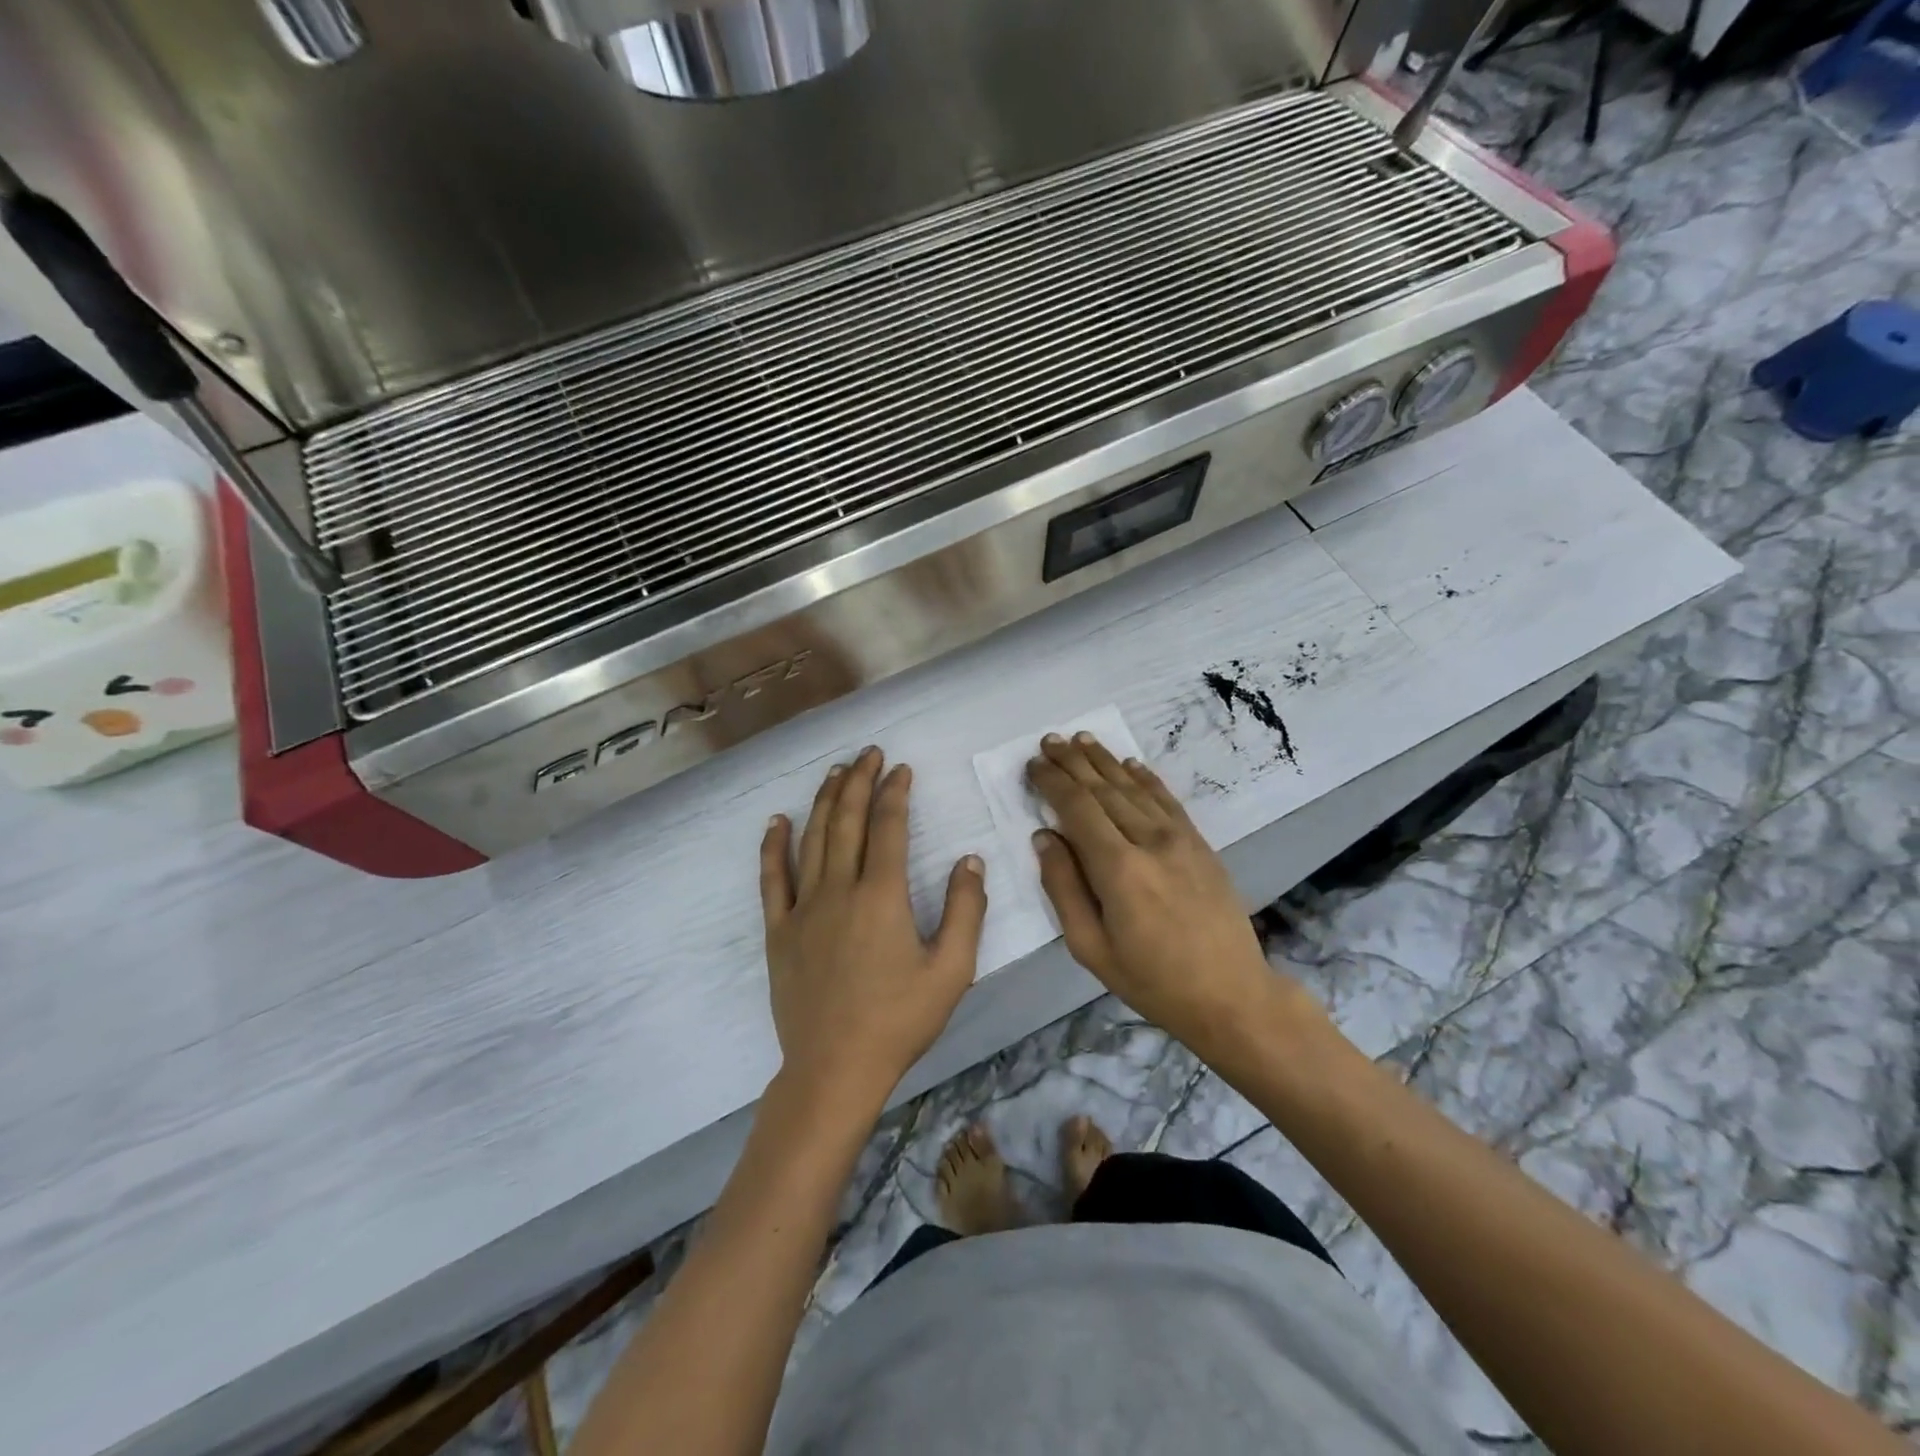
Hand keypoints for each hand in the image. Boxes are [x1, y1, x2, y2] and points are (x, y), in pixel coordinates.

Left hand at [760, 746, 987, 1116]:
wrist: (834, 1068)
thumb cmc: (899, 1021)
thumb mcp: (951, 971)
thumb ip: (965, 910)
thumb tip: (970, 859)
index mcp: (882, 895)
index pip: (888, 827)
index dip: (895, 792)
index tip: (902, 769)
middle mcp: (839, 889)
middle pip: (848, 820)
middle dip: (860, 781)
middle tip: (869, 754)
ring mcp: (803, 908)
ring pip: (813, 838)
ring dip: (826, 801)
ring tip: (836, 772)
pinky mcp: (779, 930)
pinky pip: (773, 878)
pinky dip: (774, 845)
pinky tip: (778, 820)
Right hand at [1027, 732, 1322, 1057]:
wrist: (1231, 994)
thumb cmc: (1151, 980)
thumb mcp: (1090, 947)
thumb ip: (1063, 887)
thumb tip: (1044, 837)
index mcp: (1118, 869)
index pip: (1077, 808)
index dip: (1052, 782)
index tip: (1033, 764)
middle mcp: (1149, 841)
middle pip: (1104, 789)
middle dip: (1073, 762)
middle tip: (1049, 740)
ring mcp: (1180, 839)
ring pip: (1134, 788)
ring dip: (1105, 760)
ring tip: (1081, 739)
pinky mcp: (1199, 844)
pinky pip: (1167, 800)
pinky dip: (1145, 778)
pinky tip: (1130, 763)